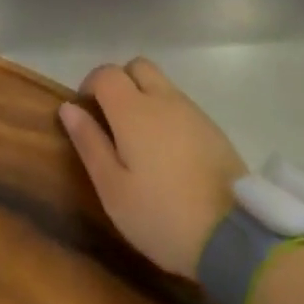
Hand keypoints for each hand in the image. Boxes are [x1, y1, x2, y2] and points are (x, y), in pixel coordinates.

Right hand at [59, 58, 245, 279]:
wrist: (234, 237)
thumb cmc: (161, 215)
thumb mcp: (113, 188)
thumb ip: (89, 143)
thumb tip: (68, 108)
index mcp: (133, 110)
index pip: (106, 73)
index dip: (90, 85)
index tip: (85, 112)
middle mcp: (164, 99)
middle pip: (137, 67)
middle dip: (119, 82)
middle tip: (111, 119)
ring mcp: (193, 112)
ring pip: (162, 84)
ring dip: (144, 97)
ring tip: (139, 141)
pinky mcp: (213, 129)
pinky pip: (181, 105)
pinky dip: (166, 114)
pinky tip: (168, 153)